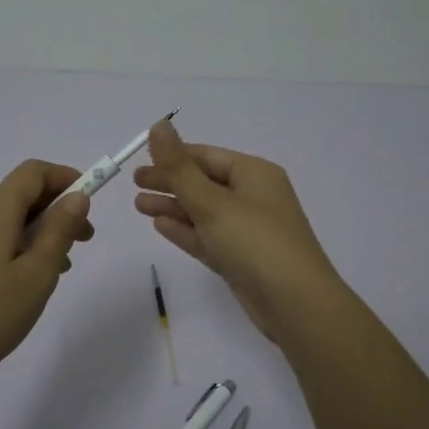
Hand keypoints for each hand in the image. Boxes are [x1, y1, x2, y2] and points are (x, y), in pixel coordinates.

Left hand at [0, 160, 93, 397]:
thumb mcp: (37, 274)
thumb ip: (60, 230)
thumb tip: (76, 196)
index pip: (33, 172)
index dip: (65, 178)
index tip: (91, 200)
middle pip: (19, 193)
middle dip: (56, 208)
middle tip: (85, 240)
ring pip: (6, 217)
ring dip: (38, 229)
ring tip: (61, 266)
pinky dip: (17, 243)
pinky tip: (28, 277)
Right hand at [133, 120, 342, 342]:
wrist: (295, 304)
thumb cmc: (254, 242)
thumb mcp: (212, 202)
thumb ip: (179, 167)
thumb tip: (158, 124)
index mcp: (254, 174)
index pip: (207, 156)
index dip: (173, 157)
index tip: (140, 161)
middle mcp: (253, 197)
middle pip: (204, 183)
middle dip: (170, 182)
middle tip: (134, 184)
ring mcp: (247, 230)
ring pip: (203, 212)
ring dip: (172, 207)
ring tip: (138, 205)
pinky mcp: (241, 258)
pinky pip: (208, 237)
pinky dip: (185, 230)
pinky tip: (160, 226)